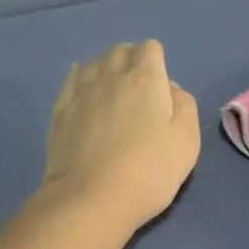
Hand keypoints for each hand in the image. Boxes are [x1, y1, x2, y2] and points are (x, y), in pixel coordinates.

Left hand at [37, 41, 200, 231]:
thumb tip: (170, 89)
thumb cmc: (148, 172)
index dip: (157, 62)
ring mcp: (82, 91)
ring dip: (106, 69)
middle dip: (131, 61)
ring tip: (112, 93)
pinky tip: (85, 93)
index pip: (150, 48)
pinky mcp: (60, 110)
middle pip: (121, 50)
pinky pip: (72, 79)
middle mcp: (111, 75)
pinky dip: (81, 79)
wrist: (90, 200)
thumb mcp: (187, 142)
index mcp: (145, 79)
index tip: (159, 89)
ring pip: (94, 61)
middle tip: (138, 91)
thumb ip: (185, 106)